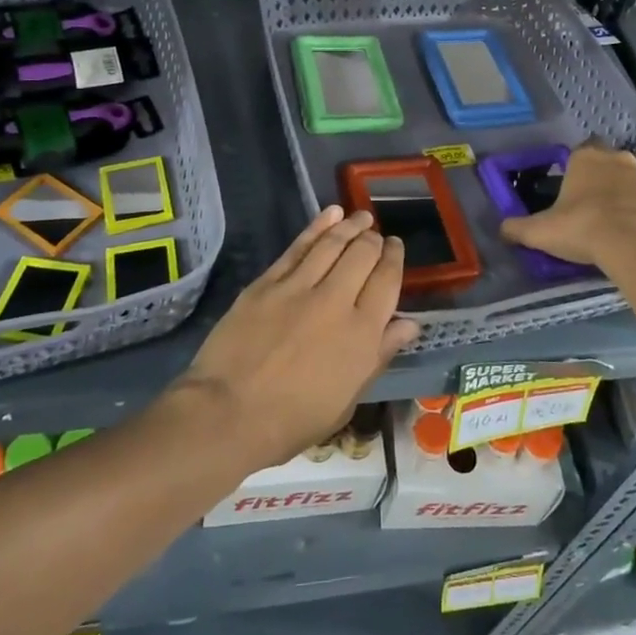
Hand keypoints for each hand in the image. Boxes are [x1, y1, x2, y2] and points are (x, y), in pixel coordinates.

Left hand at [173, 207, 419, 469]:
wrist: (227, 414)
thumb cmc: (291, 421)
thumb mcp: (346, 401)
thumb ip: (378, 356)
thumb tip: (409, 324)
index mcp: (362, 334)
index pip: (388, 282)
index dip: (395, 259)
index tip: (395, 247)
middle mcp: (337, 301)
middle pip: (363, 255)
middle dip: (374, 240)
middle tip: (376, 234)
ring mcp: (300, 287)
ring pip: (333, 244)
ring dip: (351, 226)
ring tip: (361, 217)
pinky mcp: (268, 282)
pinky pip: (299, 246)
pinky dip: (318, 227)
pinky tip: (330, 214)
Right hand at [500, 144, 635, 270]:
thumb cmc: (583, 228)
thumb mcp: (540, 231)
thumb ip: (518, 228)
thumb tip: (502, 230)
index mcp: (586, 158)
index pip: (579, 154)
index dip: (574, 172)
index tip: (570, 194)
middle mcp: (619, 160)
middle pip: (608, 165)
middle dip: (601, 182)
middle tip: (591, 211)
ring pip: (633, 185)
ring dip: (625, 200)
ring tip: (615, 229)